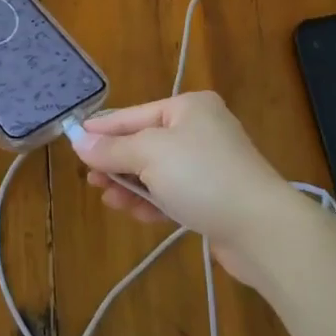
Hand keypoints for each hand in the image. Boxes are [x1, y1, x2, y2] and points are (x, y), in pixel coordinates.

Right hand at [69, 92, 296, 282]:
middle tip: (89, 178)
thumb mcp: (150, 155)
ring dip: (131, 184)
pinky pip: (173, 192)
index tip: (74, 140)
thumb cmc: (202, 176)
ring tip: (106, 198)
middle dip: (116, 161)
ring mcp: (210, 164)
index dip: (103, 129)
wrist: (261, 228)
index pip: (134, 115)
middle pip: (146, 142)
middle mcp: (201, 129)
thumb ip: (113, 149)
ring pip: (158, 171)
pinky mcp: (214, 197)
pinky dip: (152, 200)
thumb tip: (79, 142)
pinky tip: (131, 211)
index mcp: (189, 107)